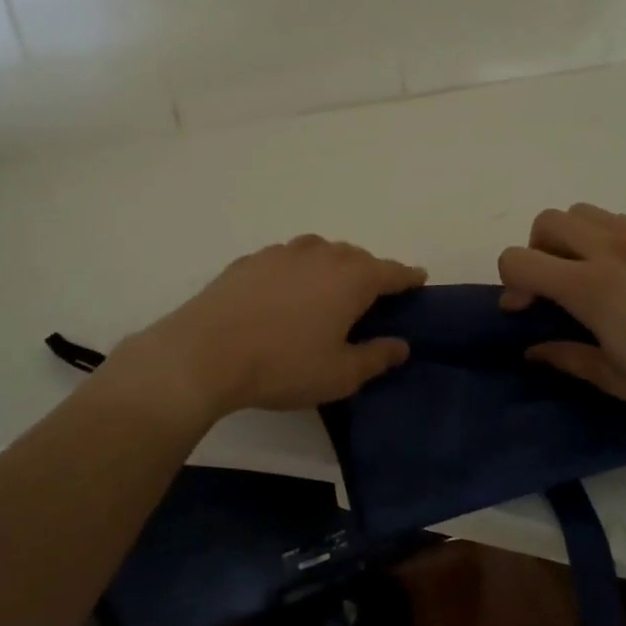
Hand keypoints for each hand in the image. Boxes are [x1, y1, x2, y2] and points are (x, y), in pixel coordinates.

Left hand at [114, 235, 426, 423]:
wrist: (206, 352)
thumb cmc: (284, 365)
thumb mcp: (340, 374)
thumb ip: (376, 357)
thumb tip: (401, 345)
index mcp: (352, 278)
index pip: (391, 272)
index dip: (408, 277)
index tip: (419, 279)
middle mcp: (321, 254)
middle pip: (356, 256)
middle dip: (369, 272)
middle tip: (371, 297)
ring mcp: (282, 253)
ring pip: (319, 251)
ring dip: (331, 266)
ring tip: (328, 290)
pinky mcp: (250, 260)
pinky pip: (286, 259)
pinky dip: (296, 271)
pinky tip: (284, 293)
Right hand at [498, 204, 625, 428]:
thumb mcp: (614, 379)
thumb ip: (565, 357)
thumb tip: (533, 348)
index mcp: (591, 287)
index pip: (520, 259)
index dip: (511, 284)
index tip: (527, 311)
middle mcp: (612, 249)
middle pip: (547, 222)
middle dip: (537, 252)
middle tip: (554, 289)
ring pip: (582, 212)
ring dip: (569, 239)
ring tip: (587, 276)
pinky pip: (617, 220)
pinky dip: (603, 238)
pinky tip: (624, 276)